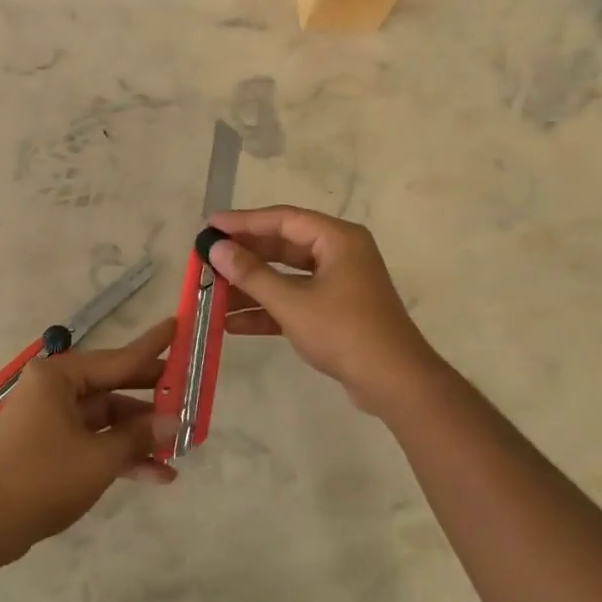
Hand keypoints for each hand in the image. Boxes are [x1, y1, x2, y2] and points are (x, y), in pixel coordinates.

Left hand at [0, 317, 177, 559]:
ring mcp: (50, 418)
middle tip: (190, 394)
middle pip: (113, 386)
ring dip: (139, 435)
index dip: (153, 347)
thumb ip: (139, 436)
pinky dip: (119, 454)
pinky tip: (157, 474)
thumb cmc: (42, 478)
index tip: (178, 325)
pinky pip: (92, 440)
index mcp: (59, 376)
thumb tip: (175, 421)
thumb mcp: (99, 457)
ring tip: (181, 447)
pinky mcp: (49, 446)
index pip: (118, 358)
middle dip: (152, 399)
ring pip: (106, 418)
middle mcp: (53, 388)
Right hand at [206, 206, 439, 414]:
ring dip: (251, 286)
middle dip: (244, 256)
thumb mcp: (292, 303)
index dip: (243, 222)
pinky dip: (267, 310)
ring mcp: (338, 284)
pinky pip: (294, 300)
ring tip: (212, 293)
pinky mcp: (335, 311)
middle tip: (207, 258)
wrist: (394, 382)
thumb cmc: (344, 332)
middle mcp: (339, 254)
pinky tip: (232, 323)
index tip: (210, 226)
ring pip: (286, 276)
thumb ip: (251, 274)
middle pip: (282, 246)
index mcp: (337, 239)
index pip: (282, 219)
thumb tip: (217, 249)